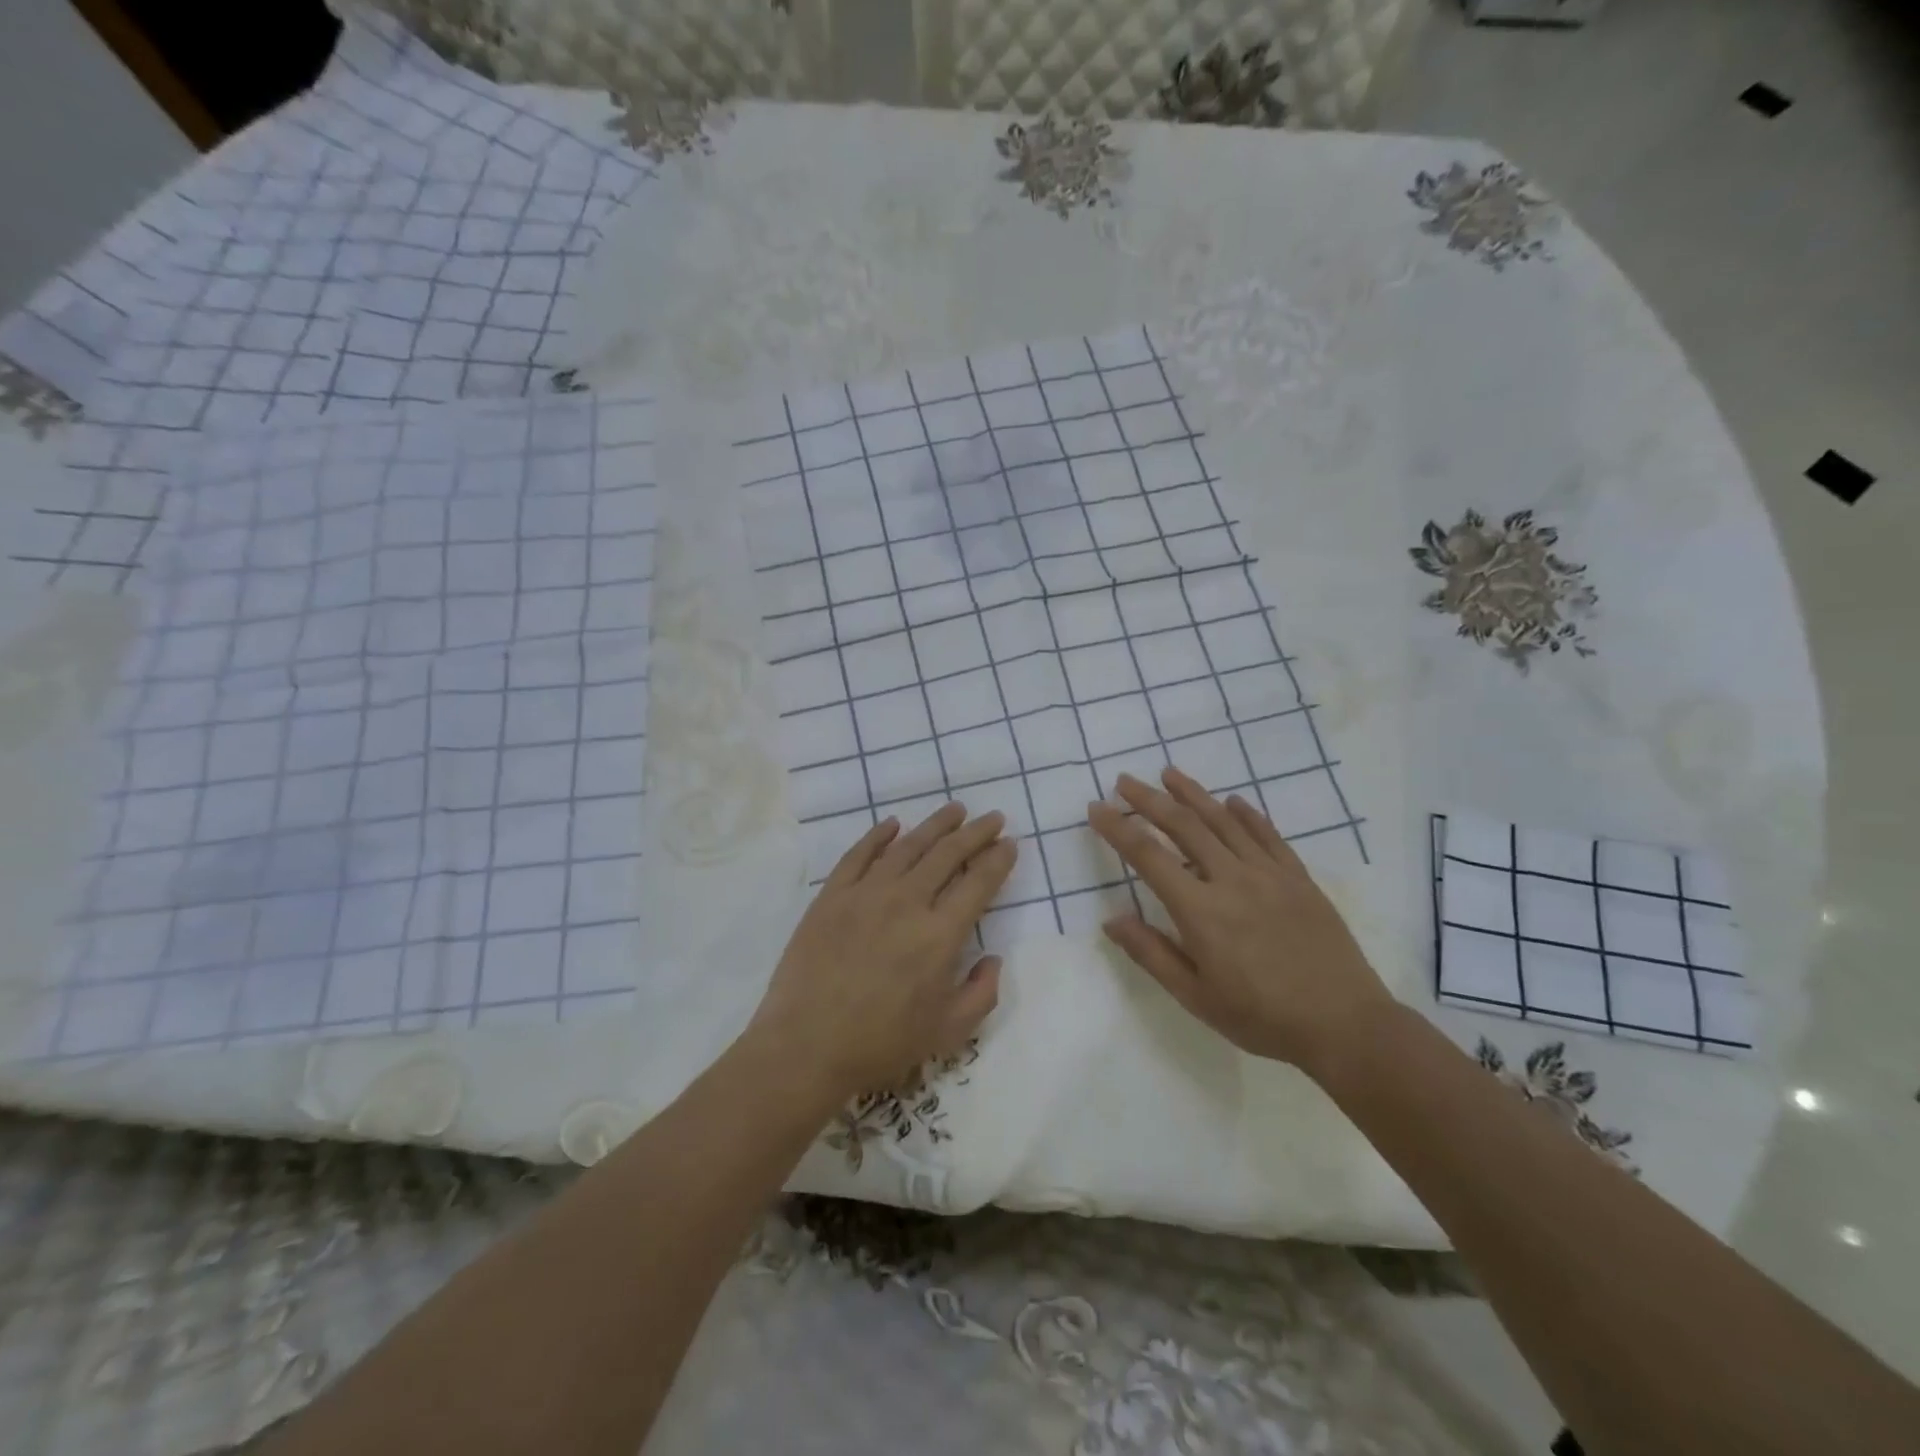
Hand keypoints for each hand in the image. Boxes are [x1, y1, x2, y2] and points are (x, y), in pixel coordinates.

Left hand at [746, 804, 1017, 1104]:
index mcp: (940, 934)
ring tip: (954, 810)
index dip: (998, 860)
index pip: (978, 883)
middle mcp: (907, 902)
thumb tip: (993, 958)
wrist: (806, 1046)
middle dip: (976, 832)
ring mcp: (866, 894)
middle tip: (992, 817)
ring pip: (908, 846)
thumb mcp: (948, 1032)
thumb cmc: (881, 1043)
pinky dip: (878, 835)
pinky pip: (859, 854)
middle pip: (948, 854)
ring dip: (935, 825)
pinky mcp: (832, 895)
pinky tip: (892, 824)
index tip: (1010, 843)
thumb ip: (982, 993)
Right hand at [1088, 767, 1392, 1077]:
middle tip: (1125, 780)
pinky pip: (1269, 836)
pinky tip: (1233, 801)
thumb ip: (1152, 954)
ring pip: (1224, 821)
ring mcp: (1269, 874)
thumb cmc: (1262, 1017)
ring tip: (1169, 773)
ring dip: (1193, 794)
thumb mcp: (1196, 997)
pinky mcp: (1299, 878)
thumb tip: (1111, 920)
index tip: (1096, 809)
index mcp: (1200, 910)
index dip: (1118, 829)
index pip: (1148, 856)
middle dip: (1149, 799)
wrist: (1345, 1025)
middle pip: (1184, 825)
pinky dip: (1247, 814)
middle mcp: (1231, 880)